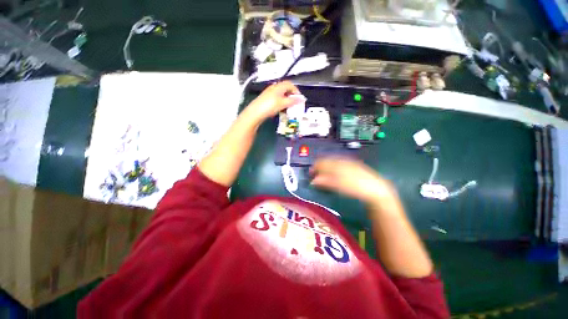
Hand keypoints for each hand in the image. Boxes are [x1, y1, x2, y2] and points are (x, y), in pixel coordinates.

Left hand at [244, 81, 302, 122]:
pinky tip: (281, 109)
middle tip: (295, 103)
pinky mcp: (266, 100)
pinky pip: (277, 99)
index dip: (296, 91)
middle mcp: (274, 88)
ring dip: (286, 100)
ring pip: (281, 95)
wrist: (255, 112)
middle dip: (291, 96)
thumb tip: (302, 99)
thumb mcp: (283, 103)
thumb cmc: (269, 106)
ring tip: (288, 107)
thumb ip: (293, 101)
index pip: (290, 84)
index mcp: (278, 86)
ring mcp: (269, 94)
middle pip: (285, 89)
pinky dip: (281, 103)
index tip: (299, 98)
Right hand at [310, 158, 397, 204]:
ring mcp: (348, 162)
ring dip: (326, 166)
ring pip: (333, 161)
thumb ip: (325, 181)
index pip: (322, 162)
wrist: (375, 188)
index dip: (315, 167)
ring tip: (323, 173)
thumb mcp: (339, 186)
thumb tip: (313, 180)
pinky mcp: (353, 165)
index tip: (310, 173)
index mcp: (337, 164)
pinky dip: (333, 166)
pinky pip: (339, 162)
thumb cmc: (355, 188)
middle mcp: (341, 160)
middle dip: (319, 166)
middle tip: (315, 174)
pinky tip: (334, 171)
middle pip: (327, 160)